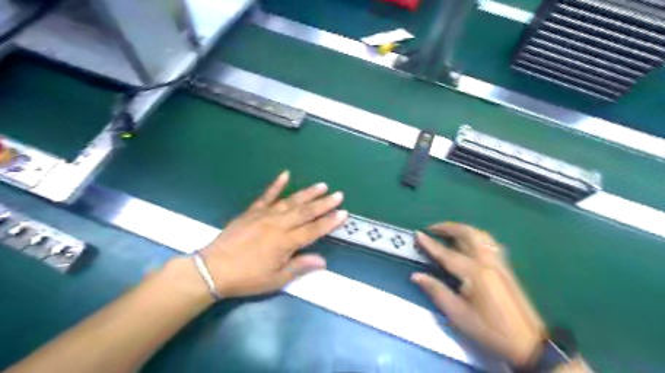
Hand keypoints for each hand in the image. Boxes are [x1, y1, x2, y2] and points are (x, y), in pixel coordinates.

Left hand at [199, 170, 348, 296]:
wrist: (213, 269)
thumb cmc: (247, 278)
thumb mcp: (276, 279)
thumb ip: (300, 266)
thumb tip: (323, 261)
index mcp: (285, 242)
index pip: (313, 230)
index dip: (329, 222)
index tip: (343, 212)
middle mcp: (278, 225)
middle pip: (305, 212)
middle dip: (324, 203)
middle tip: (338, 194)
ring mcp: (264, 215)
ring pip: (291, 201)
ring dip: (307, 193)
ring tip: (321, 185)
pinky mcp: (252, 211)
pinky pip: (266, 196)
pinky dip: (276, 185)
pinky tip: (285, 174)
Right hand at [414, 223, 548, 365]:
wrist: (528, 343)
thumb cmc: (489, 330)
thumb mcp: (458, 315)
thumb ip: (436, 291)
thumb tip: (416, 276)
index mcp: (474, 273)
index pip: (447, 254)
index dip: (430, 244)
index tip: (418, 233)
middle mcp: (487, 262)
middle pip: (468, 235)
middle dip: (449, 227)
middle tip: (433, 228)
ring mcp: (499, 263)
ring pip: (481, 236)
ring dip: (463, 229)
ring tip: (449, 231)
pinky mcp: (506, 268)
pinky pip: (489, 243)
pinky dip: (475, 236)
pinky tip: (470, 242)